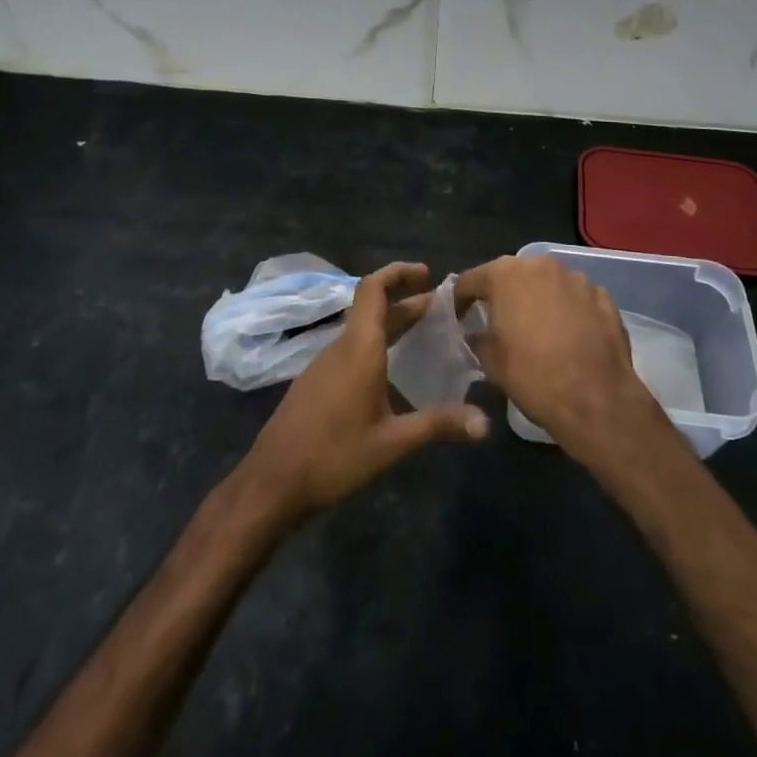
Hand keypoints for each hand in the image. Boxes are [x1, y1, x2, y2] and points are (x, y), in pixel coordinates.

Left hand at [234, 263, 488, 526]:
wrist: (272, 483)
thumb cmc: (334, 457)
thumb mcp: (392, 443)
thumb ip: (438, 425)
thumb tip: (485, 423)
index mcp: (359, 348)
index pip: (374, 288)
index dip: (399, 273)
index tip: (428, 275)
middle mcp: (340, 347)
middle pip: (372, 308)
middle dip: (406, 301)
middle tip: (441, 307)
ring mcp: (323, 364)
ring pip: (361, 329)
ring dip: (391, 323)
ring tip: (423, 333)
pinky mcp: (315, 383)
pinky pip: (350, 349)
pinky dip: (376, 344)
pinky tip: (391, 370)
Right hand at [455, 255, 667, 464]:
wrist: (596, 399)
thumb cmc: (533, 377)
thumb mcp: (491, 362)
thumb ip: (477, 339)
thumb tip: (475, 334)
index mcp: (505, 275)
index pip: (470, 280)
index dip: (460, 300)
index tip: (458, 319)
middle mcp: (540, 264)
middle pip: (511, 275)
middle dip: (502, 295)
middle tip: (497, 322)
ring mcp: (576, 277)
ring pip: (546, 283)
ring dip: (537, 299)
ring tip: (537, 329)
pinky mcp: (602, 296)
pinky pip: (575, 298)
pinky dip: (567, 310)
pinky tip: (568, 336)